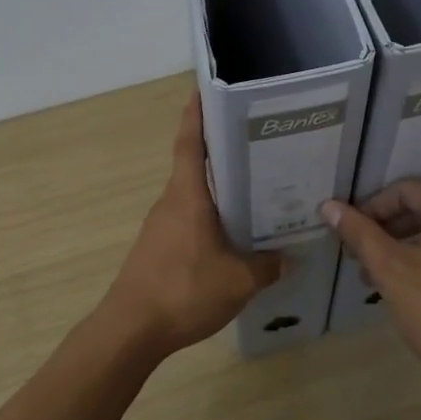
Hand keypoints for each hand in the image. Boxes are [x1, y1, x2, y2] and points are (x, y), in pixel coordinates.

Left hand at [98, 95, 282, 356]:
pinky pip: (189, 221)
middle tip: (258, 144)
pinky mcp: (158, 248)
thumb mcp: (238, 281)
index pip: (190, 143)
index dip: (196, 114)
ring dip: (219, 190)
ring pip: (194, 196)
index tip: (204, 89)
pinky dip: (210, 218)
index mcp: (187, 196)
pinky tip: (232, 236)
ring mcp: (161, 226)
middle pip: (196, 166)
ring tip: (256, 191)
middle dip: (222, 152)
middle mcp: (171, 202)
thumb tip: (289, 257)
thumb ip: (267, 266)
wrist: (131, 330)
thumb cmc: (183, 291)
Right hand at [322, 180, 420, 393]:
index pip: (405, 190)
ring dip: (409, 249)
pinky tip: (416, 291)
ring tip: (381, 281)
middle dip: (388, 231)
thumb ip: (360, 234)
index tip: (349, 237)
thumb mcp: (391, 271)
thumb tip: (329, 206)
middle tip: (361, 260)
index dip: (370, 209)